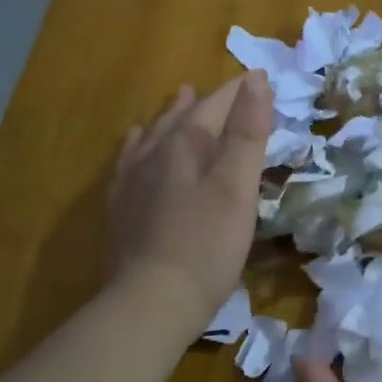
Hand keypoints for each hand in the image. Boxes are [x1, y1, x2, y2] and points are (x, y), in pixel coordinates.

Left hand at [105, 71, 271, 338]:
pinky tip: (136, 149)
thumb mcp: (238, 186)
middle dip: (204, 102)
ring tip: (179, 101)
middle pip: (181, 118)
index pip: (215, 105)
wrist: (152, 302)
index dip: (238, 91)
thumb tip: (256, 79)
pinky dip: (140, 147)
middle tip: (216, 89)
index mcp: (184, 145)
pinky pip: (129, 163)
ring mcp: (132, 182)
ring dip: (170, 117)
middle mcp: (153, 155)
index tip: (260, 79)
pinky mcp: (121, 210)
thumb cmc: (207, 244)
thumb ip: (247, 132)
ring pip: (153, 137)